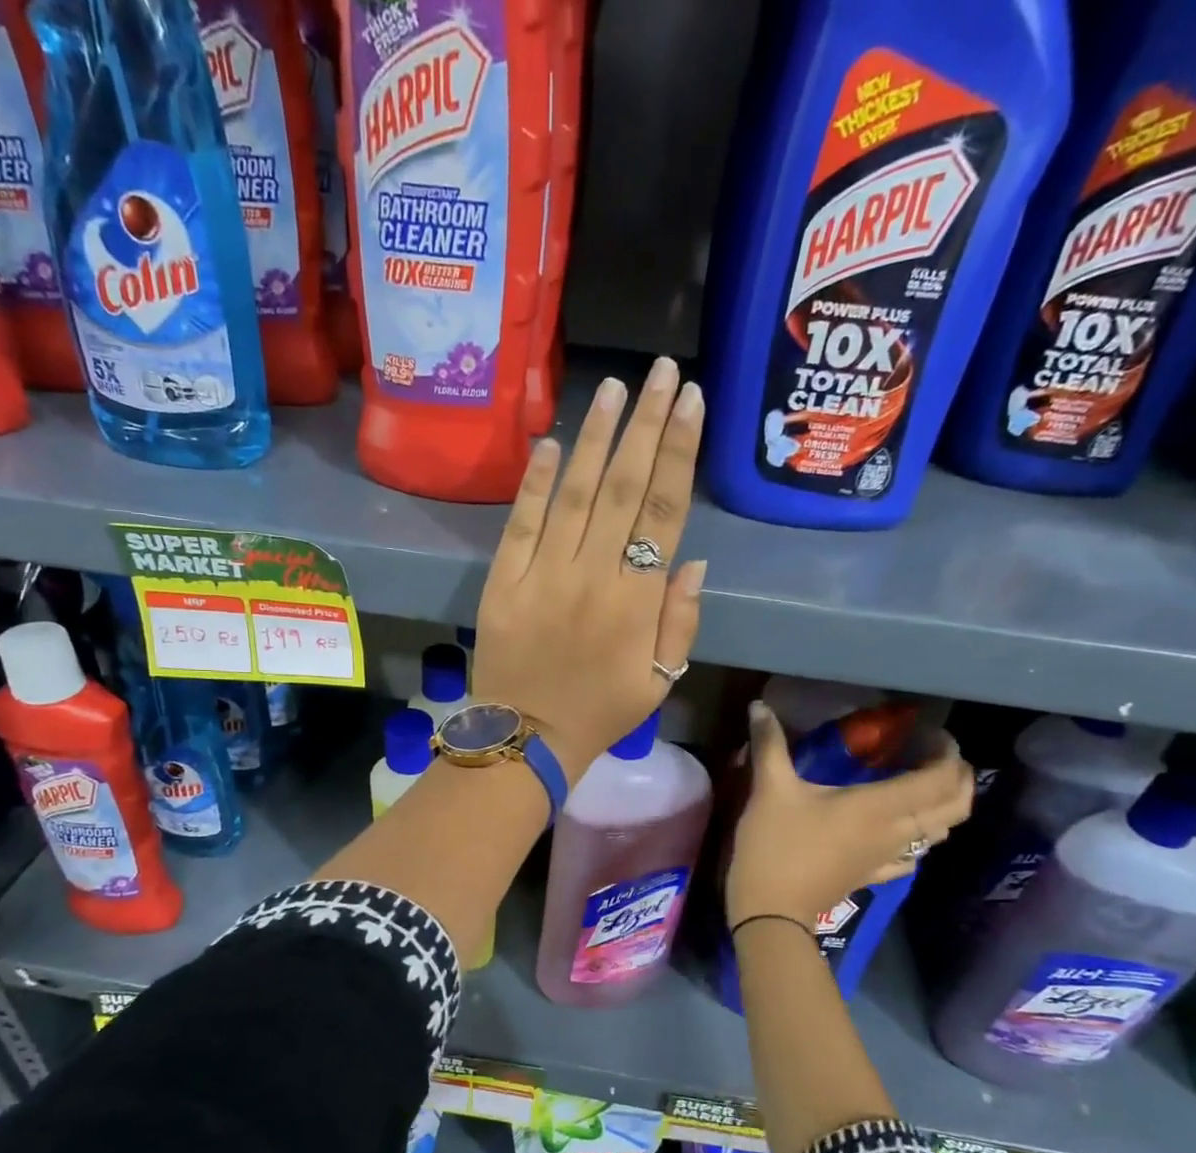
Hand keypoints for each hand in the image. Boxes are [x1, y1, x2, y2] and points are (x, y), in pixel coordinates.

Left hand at [473, 357, 705, 780]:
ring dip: (595, 437)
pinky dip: (535, 482)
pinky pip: (520, 523)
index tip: (690, 401)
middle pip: (623, 487)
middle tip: (659, 371)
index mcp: (637, 600)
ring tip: (614, 388)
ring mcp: (543, 574)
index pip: (663, 510)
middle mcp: (593, 574)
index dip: (678, 451)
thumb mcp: (661, 679)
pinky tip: (550, 441)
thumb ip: (681, 619)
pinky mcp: (503, 581)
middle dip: (645, 424)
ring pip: (574, 494)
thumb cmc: (601, 712)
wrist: (527, 739)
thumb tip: (693, 558)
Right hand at [726, 702, 974, 929]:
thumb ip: (769, 744)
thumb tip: (759, 705)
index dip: (946, 753)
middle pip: (955, 807)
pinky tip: (901, 829)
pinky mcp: (874, 875)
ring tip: (924, 784)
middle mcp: (896, 832)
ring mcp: (888, 858)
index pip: (939, 778)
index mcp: (879, 806)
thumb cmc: (775, 844)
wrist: (771, 909)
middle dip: (958, 778)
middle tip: (936, 755)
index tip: (930, 733)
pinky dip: (920, 837)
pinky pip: (915, 856)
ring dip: (945, 806)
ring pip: (940, 832)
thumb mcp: (770, 789)